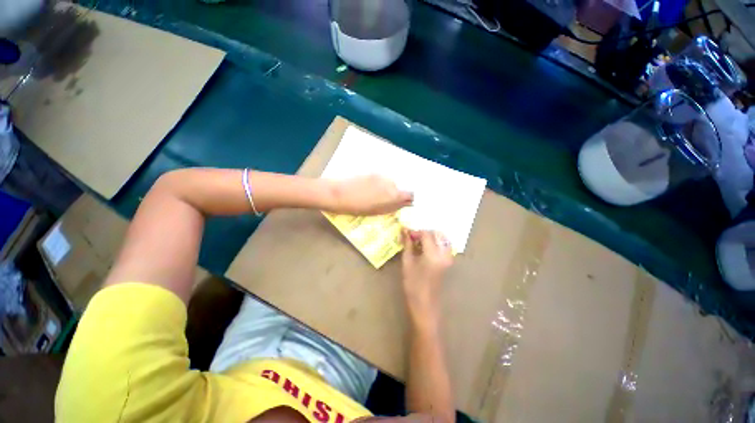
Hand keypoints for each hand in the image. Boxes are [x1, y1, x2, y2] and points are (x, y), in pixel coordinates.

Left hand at [330, 175, 412, 214]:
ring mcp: (381, 176)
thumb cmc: (357, 208)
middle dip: (396, 193)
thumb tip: (403, 204)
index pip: (410, 195)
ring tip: (375, 193)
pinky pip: (381, 178)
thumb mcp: (376, 212)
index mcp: (393, 196)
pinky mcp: (372, 172)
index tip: (405, 202)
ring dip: (387, 187)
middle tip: (386, 200)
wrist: (339, 194)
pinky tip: (370, 187)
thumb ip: (392, 207)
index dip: (408, 199)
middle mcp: (390, 183)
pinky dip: (379, 183)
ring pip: (390, 182)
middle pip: (400, 188)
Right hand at [401, 229, 453, 321]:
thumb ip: (407, 244)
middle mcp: (444, 254)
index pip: (426, 234)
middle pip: (436, 234)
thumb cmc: (413, 284)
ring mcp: (448, 258)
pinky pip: (444, 246)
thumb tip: (405, 231)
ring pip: (442, 239)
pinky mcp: (448, 262)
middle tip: (412, 236)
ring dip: (430, 236)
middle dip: (423, 232)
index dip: (415, 231)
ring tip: (418, 241)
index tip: (406, 232)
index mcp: (433, 254)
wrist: (425, 304)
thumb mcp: (407, 262)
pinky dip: (435, 242)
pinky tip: (425, 246)